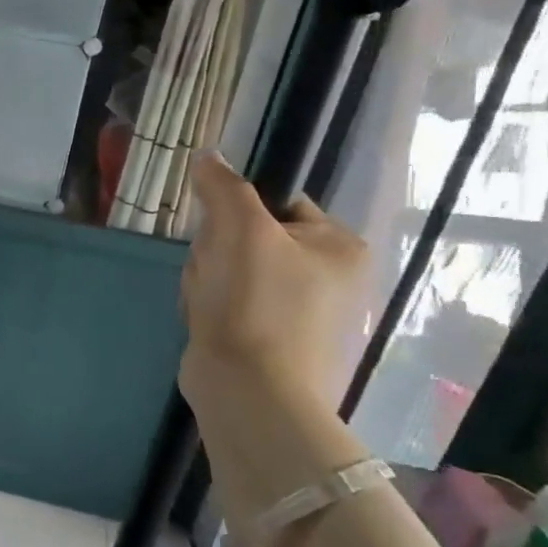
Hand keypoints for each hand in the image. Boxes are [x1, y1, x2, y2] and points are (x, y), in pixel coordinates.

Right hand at [179, 152, 368, 417]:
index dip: (237, 212)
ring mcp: (303, 313)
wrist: (248, 390)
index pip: (279, 203)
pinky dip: (211, 307)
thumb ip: (224, 186)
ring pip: (232, 270)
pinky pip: (230, 303)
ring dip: (207, 278)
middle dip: (217, 251)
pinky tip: (207, 321)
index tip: (221, 235)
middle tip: (213, 272)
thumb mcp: (239, 229)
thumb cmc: (254, 302)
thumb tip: (208, 156)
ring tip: (207, 302)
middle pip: (249, 236)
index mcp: (340, 246)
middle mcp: (332, 278)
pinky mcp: (274, 341)